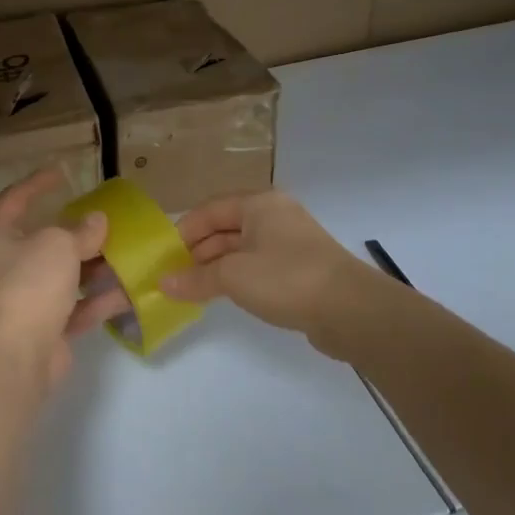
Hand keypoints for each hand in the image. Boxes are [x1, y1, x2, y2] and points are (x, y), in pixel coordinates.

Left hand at [0, 170, 125, 393]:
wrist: (18, 354)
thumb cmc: (29, 283)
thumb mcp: (59, 244)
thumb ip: (80, 230)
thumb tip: (96, 221)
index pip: (14, 199)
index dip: (37, 184)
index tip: (62, 173)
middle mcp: (5, 265)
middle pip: (44, 241)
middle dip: (76, 232)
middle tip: (105, 219)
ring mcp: (24, 299)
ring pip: (63, 276)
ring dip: (93, 267)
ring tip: (127, 253)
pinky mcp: (44, 327)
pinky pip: (75, 307)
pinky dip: (99, 300)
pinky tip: (129, 290)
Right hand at [161, 191, 374, 337]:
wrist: (351, 310)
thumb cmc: (286, 278)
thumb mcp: (233, 277)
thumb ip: (195, 278)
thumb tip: (163, 283)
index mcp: (259, 204)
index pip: (210, 210)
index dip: (184, 231)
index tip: (164, 257)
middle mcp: (274, 216)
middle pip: (225, 227)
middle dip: (198, 251)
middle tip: (174, 275)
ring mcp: (289, 242)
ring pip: (241, 248)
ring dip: (216, 267)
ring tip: (192, 288)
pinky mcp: (299, 268)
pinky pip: (258, 266)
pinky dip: (237, 277)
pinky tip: (222, 295)